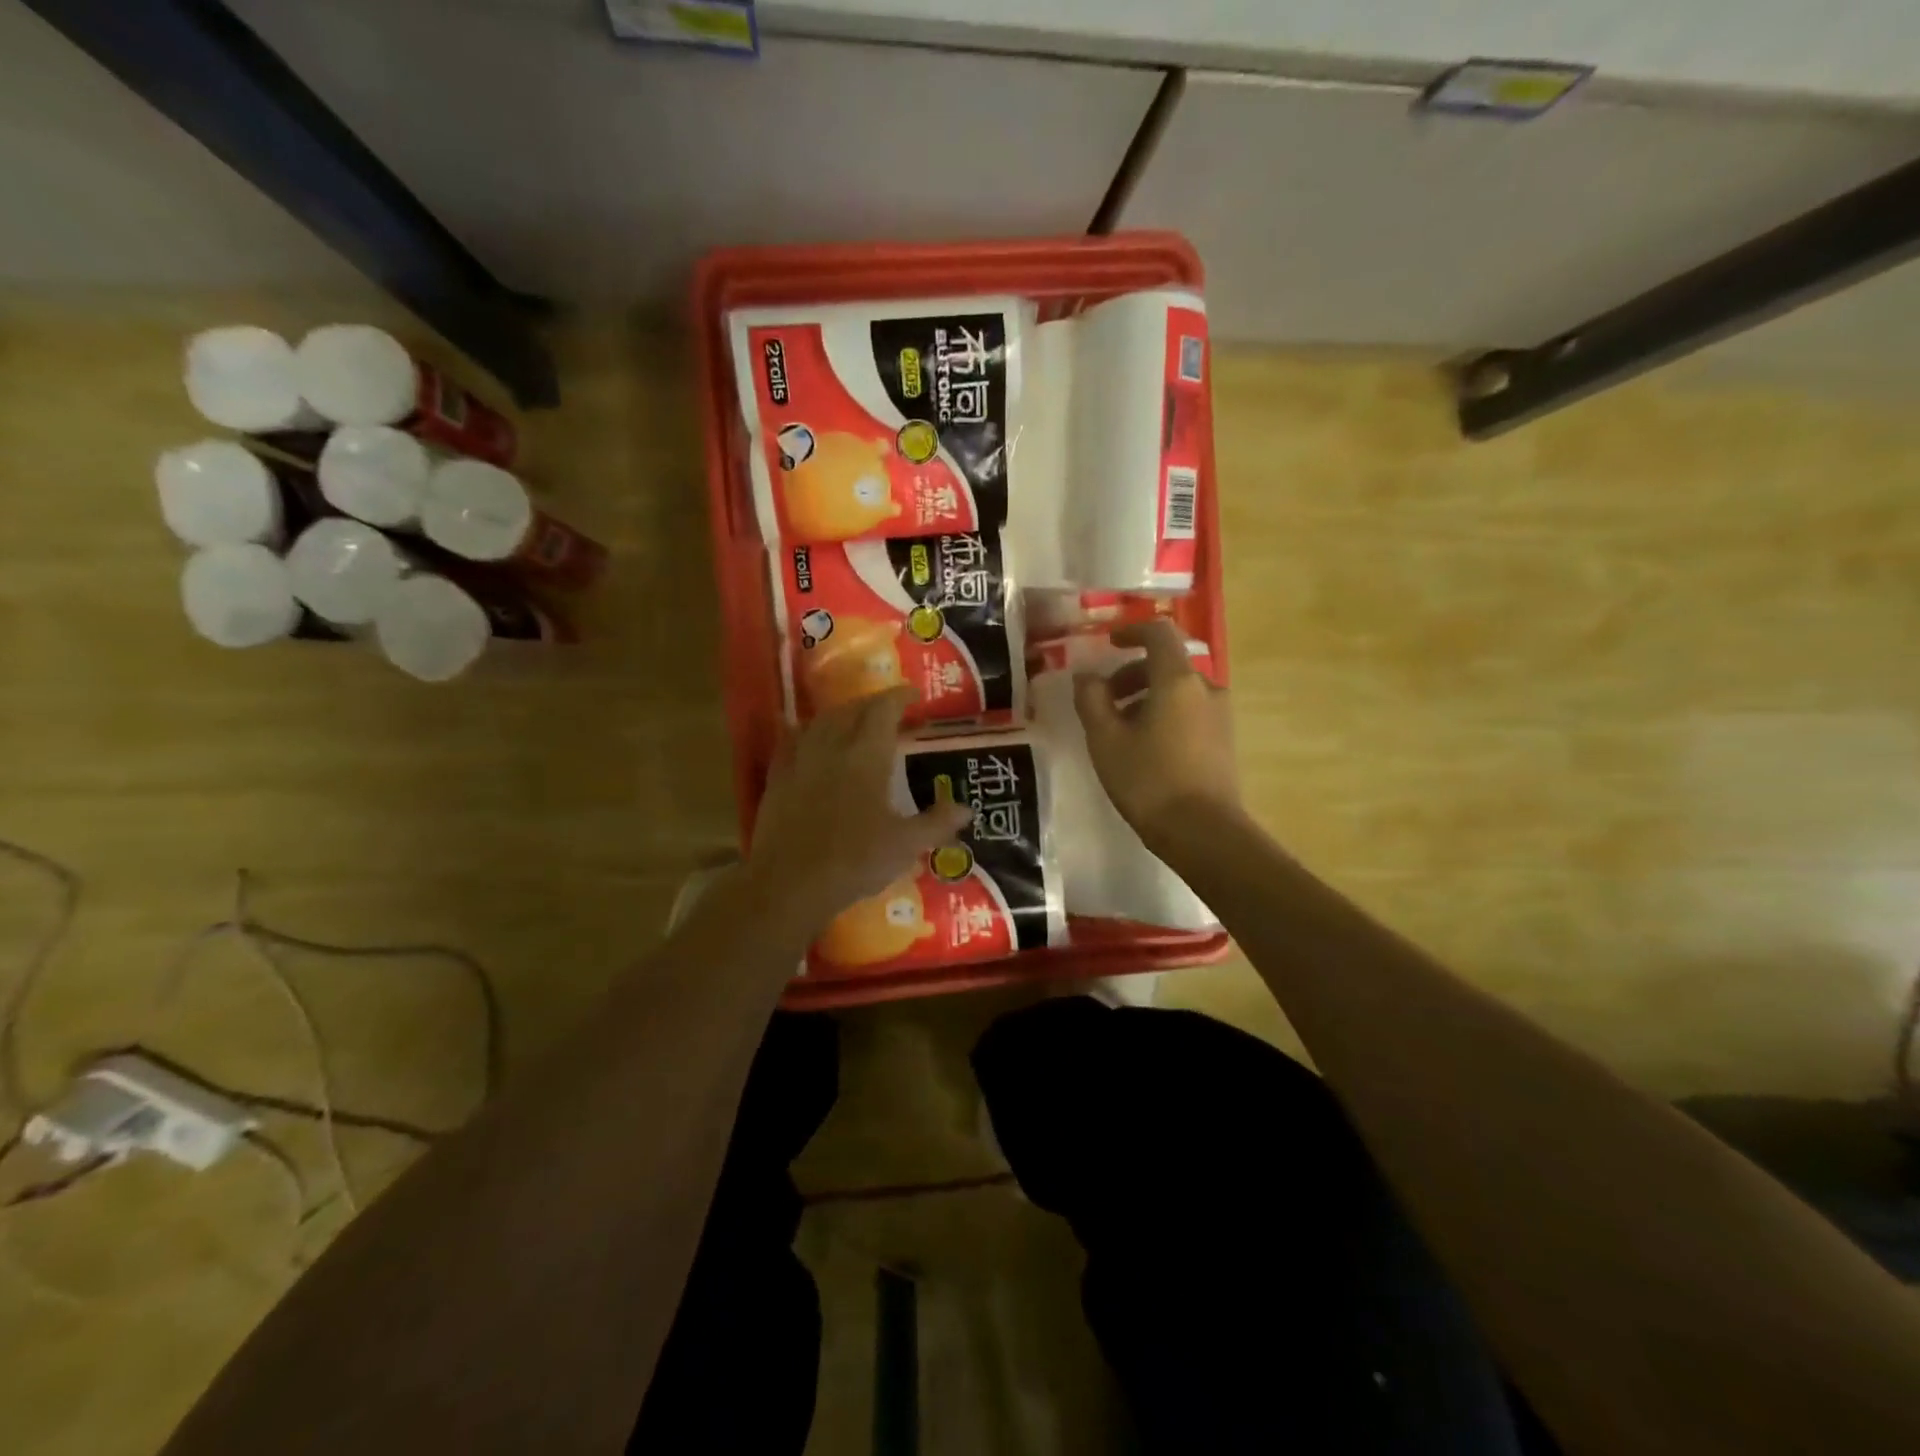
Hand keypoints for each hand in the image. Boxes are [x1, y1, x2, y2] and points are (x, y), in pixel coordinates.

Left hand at [747, 689, 971, 934]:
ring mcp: (799, 761)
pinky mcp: (777, 779)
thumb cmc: (855, 860)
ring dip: (841, 715)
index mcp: (866, 755)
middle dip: (872, 704)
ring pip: (820, 722)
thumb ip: (937, 822)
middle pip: (851, 710)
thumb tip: (966, 809)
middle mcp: (832, 747)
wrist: (790, 883)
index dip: (900, 697)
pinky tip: (809, 741)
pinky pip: (791, 742)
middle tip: (889, 710)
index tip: (914, 695)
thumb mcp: (905, 844)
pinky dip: (806, 733)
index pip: (884, 710)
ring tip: (853, 721)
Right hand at [1074, 619, 1243, 848]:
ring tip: (1119, 730)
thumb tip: (1087, 677)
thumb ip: (1092, 700)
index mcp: (1177, 680)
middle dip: (1130, 674)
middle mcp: (1205, 688)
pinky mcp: (1223, 741)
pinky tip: (1144, 748)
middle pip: (1166, 664)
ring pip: (1177, 691)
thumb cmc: (1148, 780)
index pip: (1158, 633)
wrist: (1203, 832)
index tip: (1108, 644)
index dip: (1131, 631)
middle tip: (1103, 701)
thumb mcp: (1106, 739)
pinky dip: (1164, 715)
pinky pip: (1189, 712)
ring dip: (1146, 698)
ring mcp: (1219, 715)